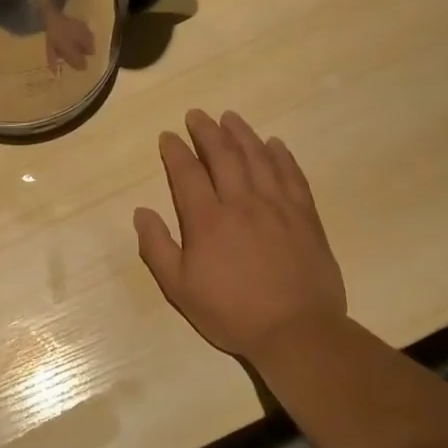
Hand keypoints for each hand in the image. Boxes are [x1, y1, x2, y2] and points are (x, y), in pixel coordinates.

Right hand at [134, 110, 346, 361]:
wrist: (297, 332)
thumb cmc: (231, 312)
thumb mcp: (179, 288)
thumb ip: (157, 247)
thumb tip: (141, 213)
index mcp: (207, 220)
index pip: (187, 172)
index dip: (175, 150)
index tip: (168, 136)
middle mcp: (241, 203)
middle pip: (223, 155)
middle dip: (207, 131)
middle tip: (197, 115)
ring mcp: (277, 207)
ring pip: (258, 158)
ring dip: (242, 134)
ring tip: (230, 117)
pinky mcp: (305, 217)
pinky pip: (293, 176)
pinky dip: (282, 156)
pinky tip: (274, 144)